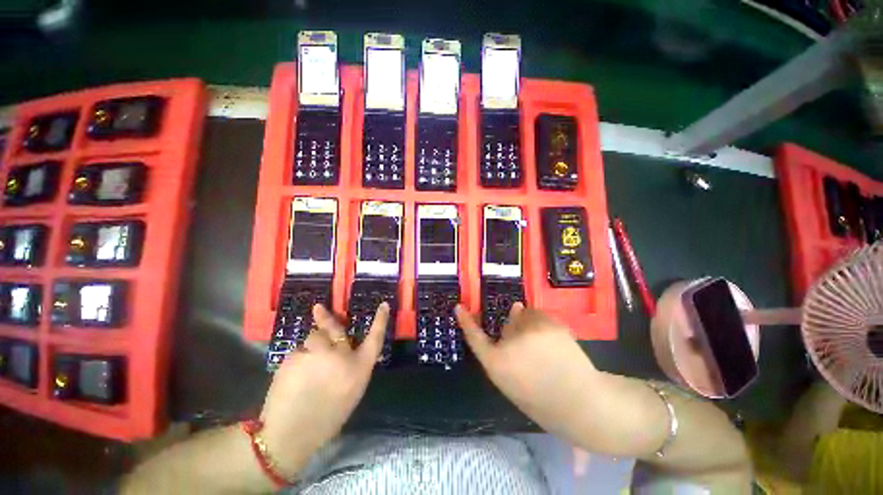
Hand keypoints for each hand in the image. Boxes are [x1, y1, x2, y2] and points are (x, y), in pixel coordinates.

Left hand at [259, 302, 388, 476]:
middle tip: (318, 308)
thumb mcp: (352, 392)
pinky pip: (298, 351)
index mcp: (359, 368)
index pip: (375, 338)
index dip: (380, 320)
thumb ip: (354, 368)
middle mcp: (340, 355)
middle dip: (327, 319)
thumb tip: (348, 350)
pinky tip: (293, 376)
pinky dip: (297, 359)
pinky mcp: (293, 357)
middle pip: (336, 329)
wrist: (288, 436)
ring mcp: (316, 353)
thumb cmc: (327, 419)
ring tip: (304, 367)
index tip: (383, 304)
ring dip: (311, 346)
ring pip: (313, 338)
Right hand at [456, 303, 598, 439]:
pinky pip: (539, 315)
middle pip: (507, 324)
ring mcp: (530, 330)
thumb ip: (503, 351)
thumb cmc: (542, 399)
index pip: (475, 337)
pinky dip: (543, 323)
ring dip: (530, 324)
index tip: (459, 307)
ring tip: (546, 345)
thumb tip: (512, 313)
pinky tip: (554, 340)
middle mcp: (510, 343)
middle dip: (517, 330)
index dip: (466, 322)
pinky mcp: (549, 323)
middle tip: (535, 349)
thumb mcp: (512, 381)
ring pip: (524, 315)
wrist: (581, 403)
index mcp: (497, 364)